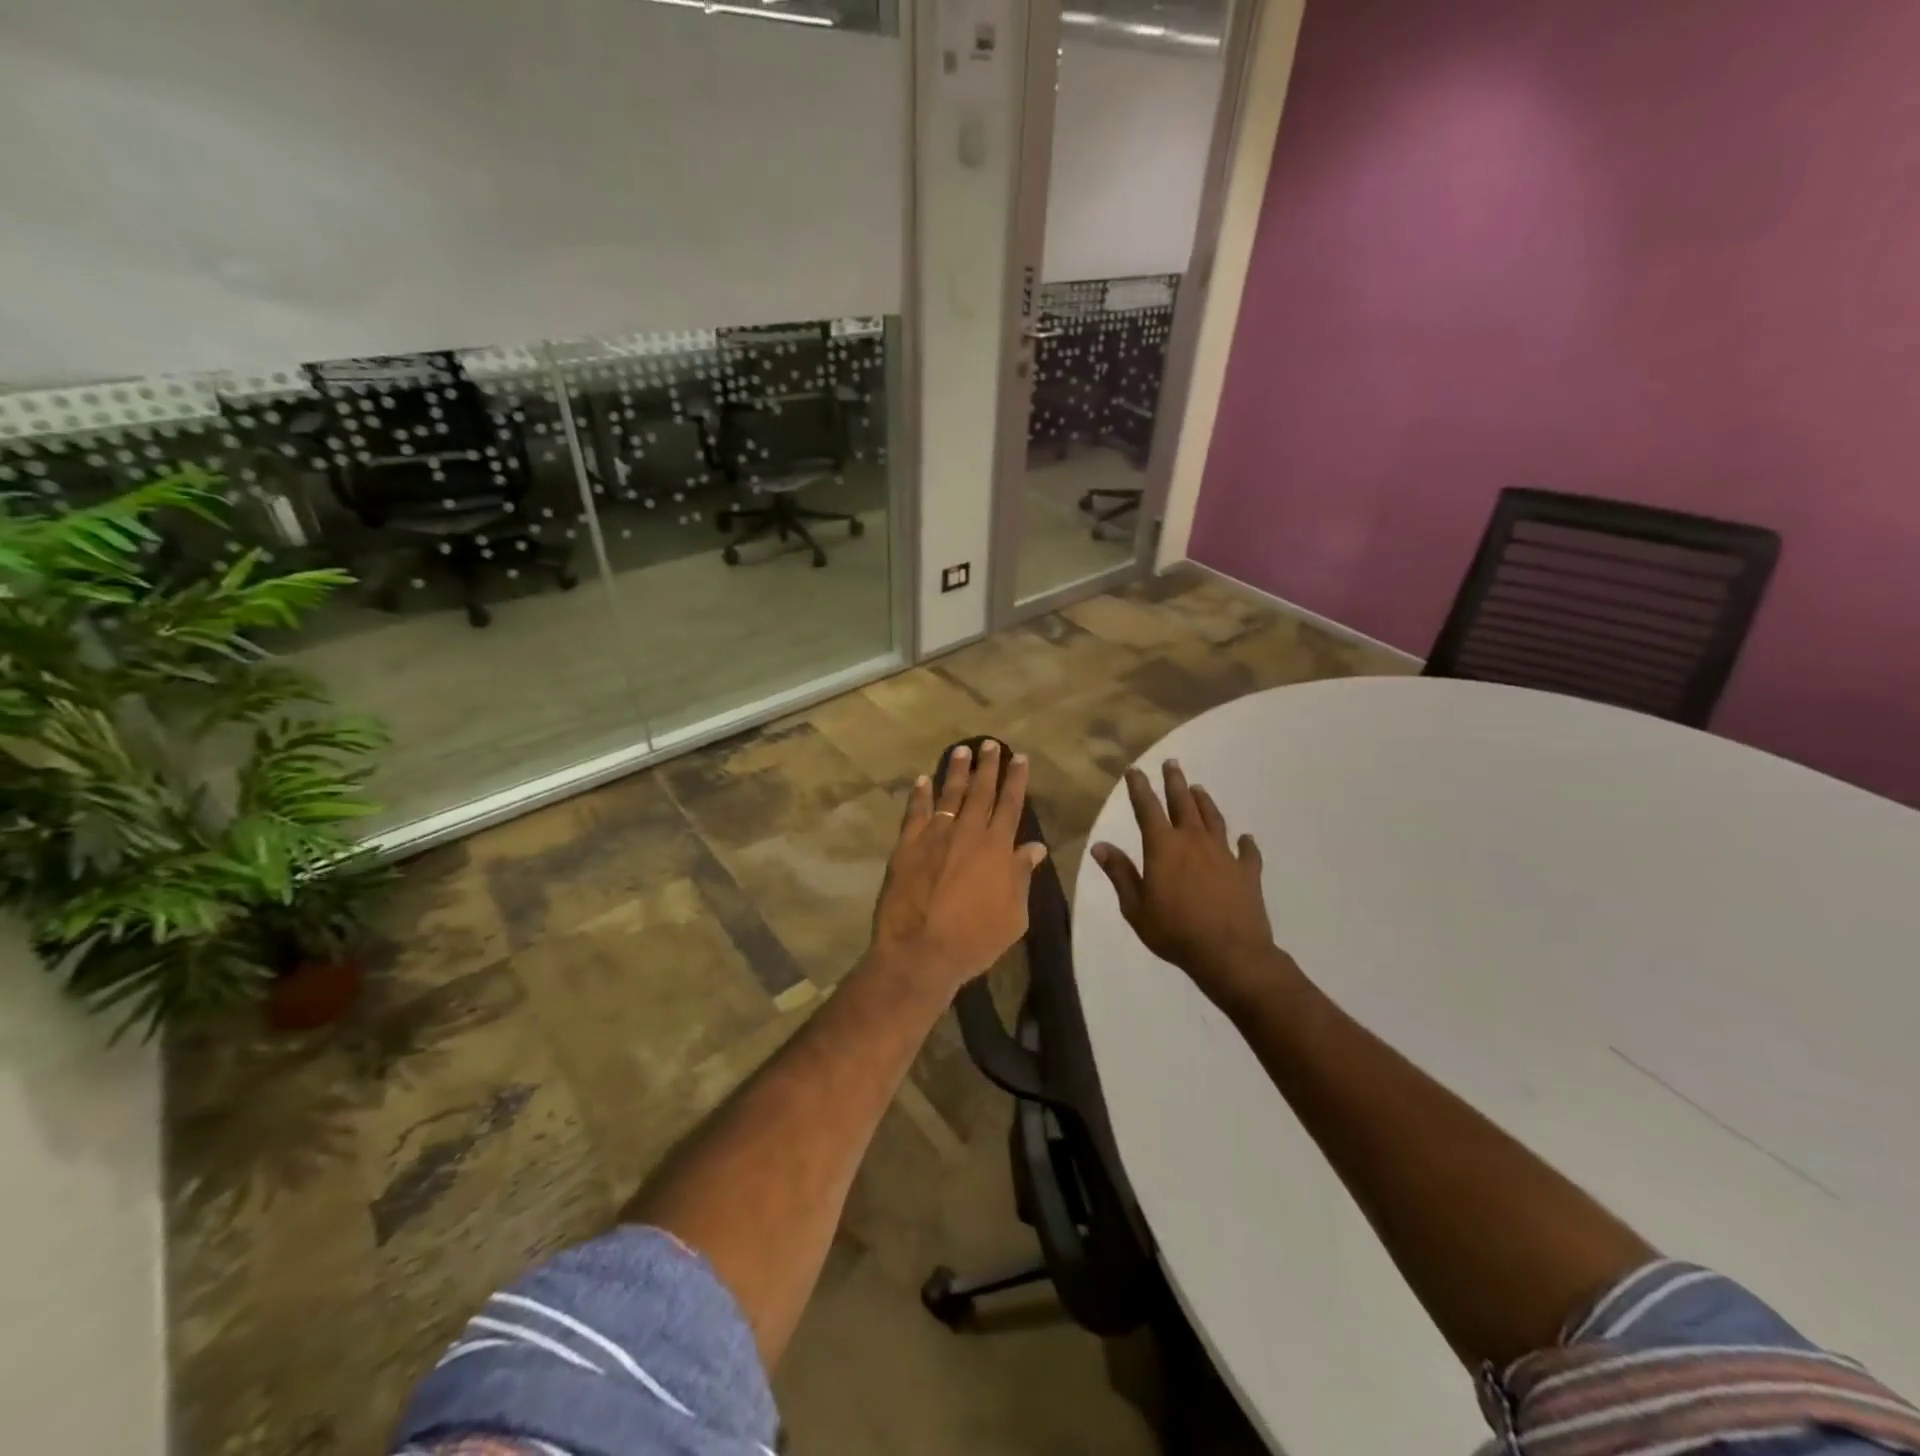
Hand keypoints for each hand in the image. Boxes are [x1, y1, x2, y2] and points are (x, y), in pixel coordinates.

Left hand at [869, 740, 1048, 999]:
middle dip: (988, 765)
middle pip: (981, 791)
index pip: (1010, 805)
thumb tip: (1035, 848)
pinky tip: (923, 780)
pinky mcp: (907, 846)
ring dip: (957, 771)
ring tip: (962, 751)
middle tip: (991, 744)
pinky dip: (919, 794)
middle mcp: (968, 833)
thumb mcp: (1014, 916)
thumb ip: (1022, 877)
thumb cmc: (974, 940)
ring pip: (949, 795)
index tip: (1019, 758)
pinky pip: (915, 812)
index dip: (1016, 780)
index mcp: (998, 848)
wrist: (920, 952)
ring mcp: (935, 836)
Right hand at [1092, 760, 1292, 1014]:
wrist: (1230, 953)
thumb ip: (1120, 873)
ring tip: (1199, 789)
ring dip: (1204, 802)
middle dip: (1175, 782)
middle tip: (1171, 763)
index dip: (1139, 788)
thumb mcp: (1135, 907)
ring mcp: (1224, 854)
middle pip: (1183, 803)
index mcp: (1163, 847)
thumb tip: (1100, 845)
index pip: (1147, 808)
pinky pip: (1247, 852)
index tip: (1135, 771)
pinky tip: (1245, 838)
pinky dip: (1245, 843)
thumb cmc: (1174, 931)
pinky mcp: (1247, 871)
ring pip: (1213, 819)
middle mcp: (1194, 841)